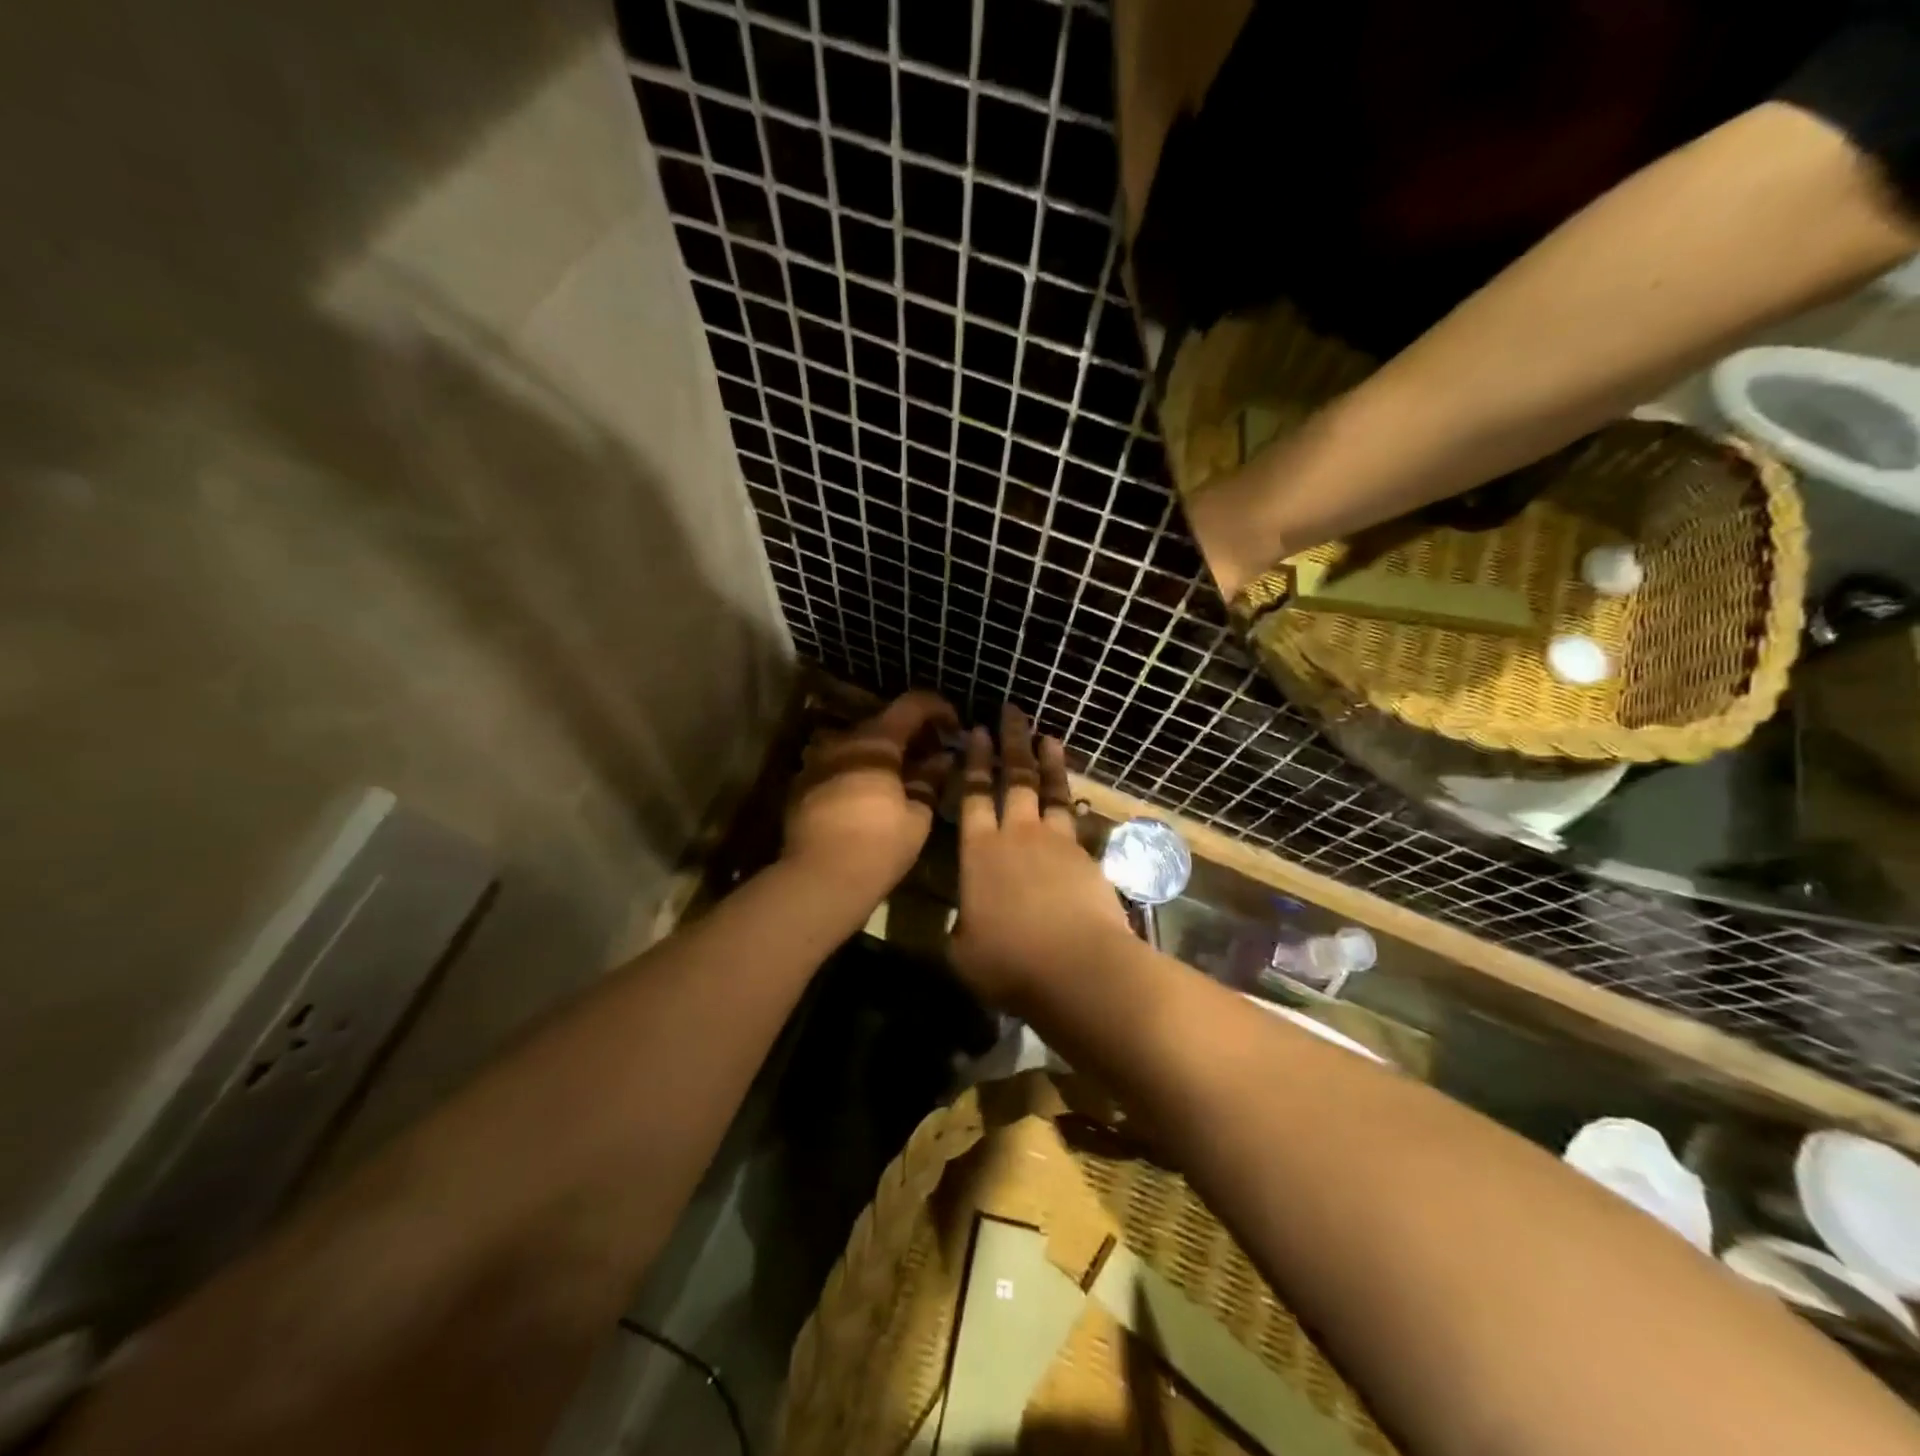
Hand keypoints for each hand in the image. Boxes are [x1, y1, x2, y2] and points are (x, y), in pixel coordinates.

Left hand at [784, 690, 958, 906]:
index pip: (912, 704)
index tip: (954, 727)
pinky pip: (837, 766)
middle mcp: (842, 740)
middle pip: (883, 723)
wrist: (819, 879)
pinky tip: (869, 797)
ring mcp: (817, 760)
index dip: (938, 709)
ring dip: (882, 754)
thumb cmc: (879, 845)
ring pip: (858, 745)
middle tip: (932, 759)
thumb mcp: (918, 815)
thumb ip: (931, 779)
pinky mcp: (801, 784)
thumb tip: (942, 759)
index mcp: (876, 741)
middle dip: (912, 735)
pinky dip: (858, 771)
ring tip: (900, 779)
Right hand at [949, 705, 1132, 1006]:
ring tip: (1048, 736)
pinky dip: (1075, 803)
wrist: (1078, 968)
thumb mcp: (963, 953)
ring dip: (1048, 762)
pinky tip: (1077, 797)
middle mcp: (1017, 836)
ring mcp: (1056, 844)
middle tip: (1012, 711)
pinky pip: (1078, 821)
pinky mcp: (1087, 858)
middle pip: (1014, 779)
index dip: (974, 762)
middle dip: (1011, 742)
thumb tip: (967, 923)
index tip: (978, 732)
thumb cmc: (1009, 963)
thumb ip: (962, 928)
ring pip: (1051, 791)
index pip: (973, 796)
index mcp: (978, 853)